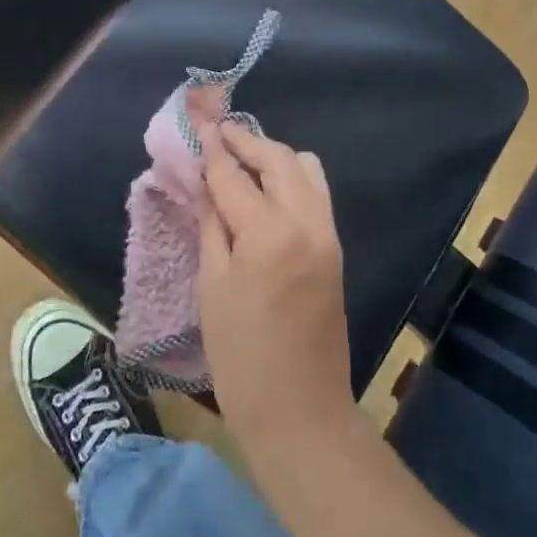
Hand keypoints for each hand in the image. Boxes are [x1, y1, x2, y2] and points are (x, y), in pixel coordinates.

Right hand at [197, 122, 355, 455]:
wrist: (302, 414)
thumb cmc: (242, 358)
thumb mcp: (212, 288)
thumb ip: (212, 226)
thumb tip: (207, 184)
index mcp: (269, 232)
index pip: (234, 174)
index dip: (213, 147)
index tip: (200, 122)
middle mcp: (306, 220)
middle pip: (277, 158)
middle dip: (246, 142)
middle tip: (218, 135)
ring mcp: (327, 232)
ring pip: (304, 168)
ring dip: (273, 156)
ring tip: (242, 162)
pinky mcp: (335, 247)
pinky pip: (315, 192)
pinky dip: (291, 178)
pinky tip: (266, 191)